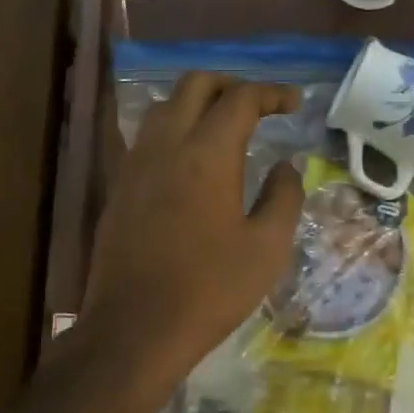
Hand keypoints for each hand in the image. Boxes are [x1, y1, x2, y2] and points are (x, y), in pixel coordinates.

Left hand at [81, 73, 304, 390]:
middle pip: (195, 85)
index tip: (295, 103)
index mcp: (206, 153)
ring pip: (164, 106)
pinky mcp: (119, 186)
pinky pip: (147, 137)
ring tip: (224, 126)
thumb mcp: (267, 248)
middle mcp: (165, 144)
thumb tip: (286, 166)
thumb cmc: (209, 290)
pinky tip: (190, 159)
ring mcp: (135, 163)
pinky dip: (174, 128)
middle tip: (259, 106)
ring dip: (197, 103)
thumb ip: (284, 197)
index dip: (272, 93)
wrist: (135, 328)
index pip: (240, 99)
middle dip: (231, 84)